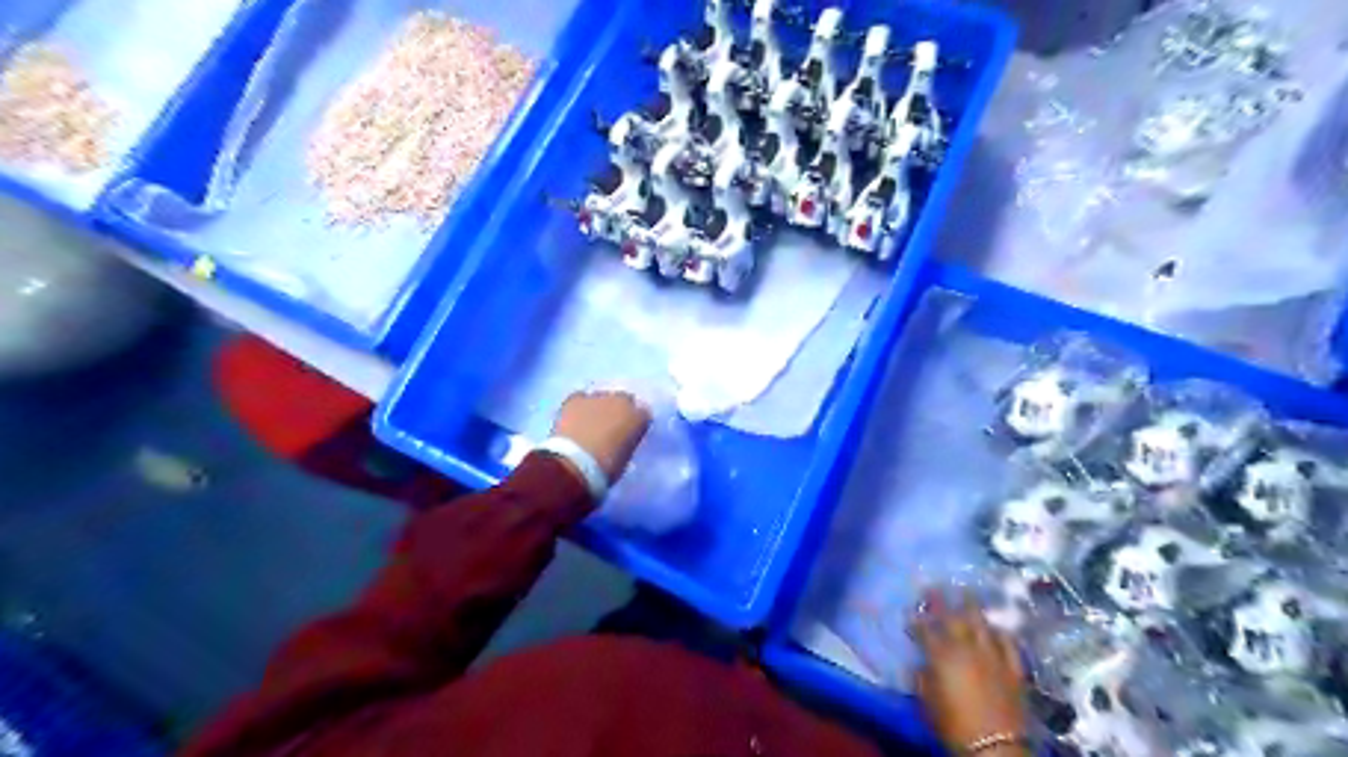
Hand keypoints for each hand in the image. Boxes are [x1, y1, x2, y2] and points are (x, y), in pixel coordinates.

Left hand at [548, 392, 650, 478]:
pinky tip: (575, 418)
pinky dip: (579, 406)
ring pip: (602, 397)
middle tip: (610, 427)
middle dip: (618, 410)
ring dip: (599, 407)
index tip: (629, 435)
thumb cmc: (607, 468)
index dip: (635, 425)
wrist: (575, 464)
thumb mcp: (626, 457)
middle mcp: (622, 401)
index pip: (643, 415)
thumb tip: (621, 440)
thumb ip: (627, 442)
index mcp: (640, 418)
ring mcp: (598, 397)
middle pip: (624, 399)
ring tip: (589, 423)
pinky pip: (580, 398)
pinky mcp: (576, 399)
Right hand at [916, 594, 1034, 753]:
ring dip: (971, 605)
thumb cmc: (953, 725)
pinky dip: (999, 631)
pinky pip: (1007, 642)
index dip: (916, 619)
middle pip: (952, 616)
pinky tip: (996, 626)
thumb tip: (921, 663)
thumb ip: (922, 676)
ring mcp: (992, 654)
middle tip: (935, 584)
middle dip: (941, 599)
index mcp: (941, 654)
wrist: (995, 747)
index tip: (910, 611)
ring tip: (966, 591)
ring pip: (981, 622)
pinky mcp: (1013, 667)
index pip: (924, 628)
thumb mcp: (927, 701)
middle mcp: (966, 647)